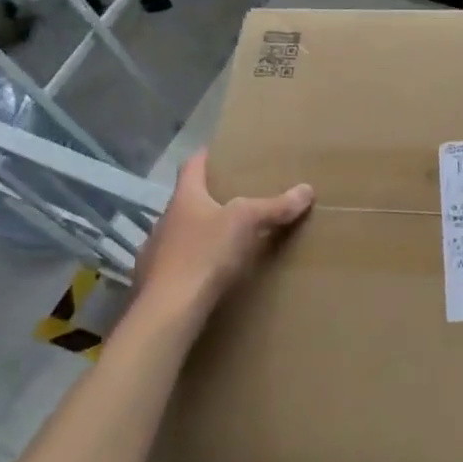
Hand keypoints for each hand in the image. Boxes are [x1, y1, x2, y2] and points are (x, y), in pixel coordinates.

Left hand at [130, 150, 312, 319]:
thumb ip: (275, 206)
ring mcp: (156, 251)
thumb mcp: (246, 223)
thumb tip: (307, 189)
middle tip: (236, 197)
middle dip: (210, 198)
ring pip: (182, 233)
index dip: (206, 156)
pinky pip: (179, 263)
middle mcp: (166, 220)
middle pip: (188, 200)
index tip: (220, 152)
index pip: (192, 166)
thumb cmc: (205, 254)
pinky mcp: (156, 281)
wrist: (169, 309)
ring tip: (227, 237)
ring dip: (201, 232)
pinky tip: (209, 271)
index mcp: (184, 199)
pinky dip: (195, 262)